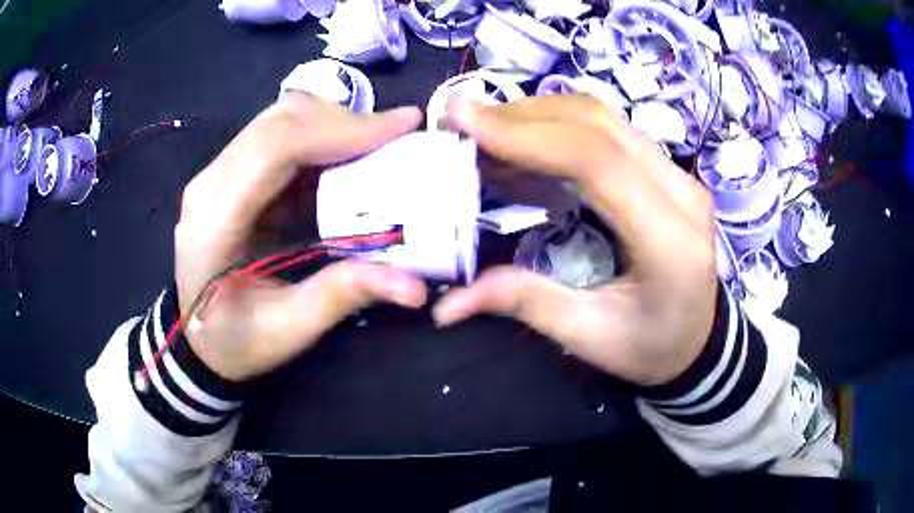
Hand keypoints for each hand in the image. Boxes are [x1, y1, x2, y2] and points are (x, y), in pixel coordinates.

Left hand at [175, 94, 426, 381]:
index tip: (401, 127)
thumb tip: (414, 286)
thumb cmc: (233, 341)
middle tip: (397, 135)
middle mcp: (210, 183)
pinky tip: (347, 157)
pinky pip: (278, 135)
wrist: (195, 335)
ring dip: (333, 124)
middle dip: (345, 121)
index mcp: (215, 221)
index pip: (275, 146)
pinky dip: (320, 137)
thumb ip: (342, 296)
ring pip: (279, 119)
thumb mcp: (288, 330)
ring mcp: (217, 173)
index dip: (340, 129)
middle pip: (279, 121)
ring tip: (379, 143)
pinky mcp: (231, 173)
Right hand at [434, 95, 717, 386]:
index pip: (598, 162)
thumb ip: (525, 304)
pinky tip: (526, 140)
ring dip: (540, 115)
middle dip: (524, 116)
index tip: (465, 121)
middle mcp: (682, 192)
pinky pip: (611, 130)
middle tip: (465, 121)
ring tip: (487, 129)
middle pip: (600, 125)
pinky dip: (560, 126)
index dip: (528, 135)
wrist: (701, 340)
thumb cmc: (653, 348)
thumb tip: (448, 303)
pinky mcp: (669, 170)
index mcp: (670, 241)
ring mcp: (680, 175)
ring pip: (605, 118)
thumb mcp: (590, 337)